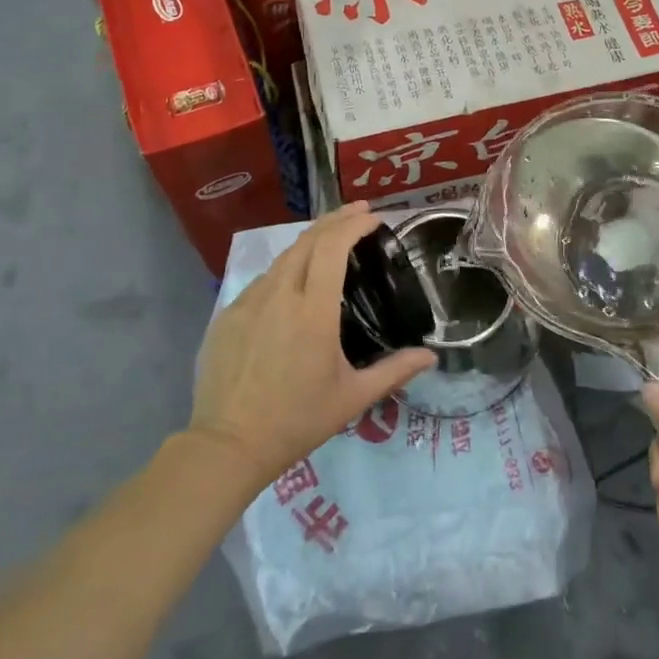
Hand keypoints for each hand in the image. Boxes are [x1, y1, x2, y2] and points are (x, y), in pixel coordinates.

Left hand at [189, 203, 436, 490]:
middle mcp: (279, 295)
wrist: (228, 445)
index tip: (374, 217)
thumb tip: (431, 356)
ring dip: (309, 242)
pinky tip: (293, 282)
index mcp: (312, 311)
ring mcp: (248, 303)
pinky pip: (262, 282)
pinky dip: (284, 270)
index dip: (353, 224)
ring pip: (282, 259)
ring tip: (330, 241)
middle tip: (359, 213)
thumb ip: (394, 371)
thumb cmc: (297, 421)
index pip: (332, 247)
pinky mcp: (227, 315)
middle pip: (307, 241)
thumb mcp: (352, 398)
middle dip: (335, 220)